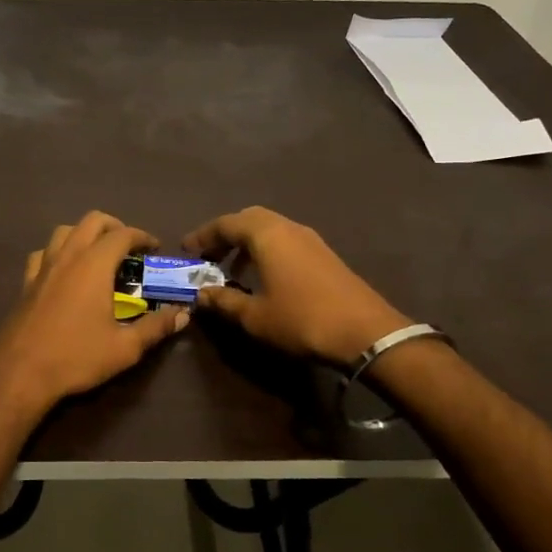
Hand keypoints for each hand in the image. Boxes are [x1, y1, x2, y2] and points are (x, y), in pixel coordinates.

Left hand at [0, 211, 187, 417]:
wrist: (20, 373)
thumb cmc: (76, 357)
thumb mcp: (125, 348)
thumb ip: (156, 327)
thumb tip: (183, 314)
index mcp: (94, 264)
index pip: (123, 234)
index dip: (143, 236)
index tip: (155, 247)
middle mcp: (68, 256)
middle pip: (93, 221)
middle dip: (115, 227)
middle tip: (130, 248)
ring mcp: (43, 266)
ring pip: (65, 230)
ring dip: (85, 233)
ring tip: (99, 254)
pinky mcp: (26, 282)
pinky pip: (44, 252)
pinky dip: (59, 251)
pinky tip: (65, 270)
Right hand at [183, 206, 407, 365]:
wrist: (366, 332)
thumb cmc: (302, 319)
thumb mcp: (255, 316)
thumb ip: (224, 301)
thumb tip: (201, 294)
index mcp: (266, 234)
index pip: (225, 224)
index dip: (202, 236)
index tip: (186, 251)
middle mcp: (287, 227)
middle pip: (248, 219)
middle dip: (225, 235)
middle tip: (208, 257)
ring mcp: (310, 239)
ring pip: (269, 229)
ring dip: (247, 244)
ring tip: (231, 270)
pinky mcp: (324, 254)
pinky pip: (285, 240)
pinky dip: (266, 251)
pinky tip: (263, 278)